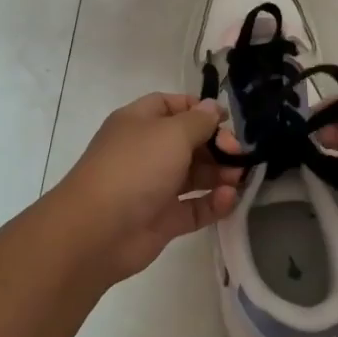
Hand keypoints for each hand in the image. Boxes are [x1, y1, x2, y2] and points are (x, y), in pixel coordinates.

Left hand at [52, 93, 241, 282]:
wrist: (97, 230)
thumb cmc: (135, 168)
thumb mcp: (171, 133)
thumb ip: (198, 121)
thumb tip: (213, 108)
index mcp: (139, 122)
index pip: (170, 106)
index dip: (198, 109)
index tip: (226, 120)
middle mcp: (146, 151)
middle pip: (187, 141)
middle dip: (216, 144)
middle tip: (238, 153)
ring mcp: (153, 187)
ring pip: (193, 175)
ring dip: (219, 173)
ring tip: (239, 177)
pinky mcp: (162, 219)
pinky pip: (194, 207)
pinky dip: (213, 203)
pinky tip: (230, 199)